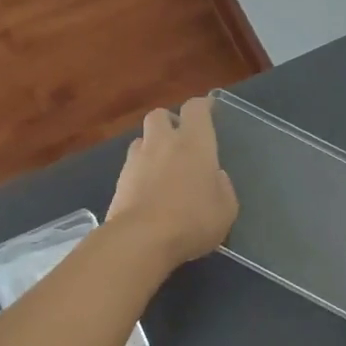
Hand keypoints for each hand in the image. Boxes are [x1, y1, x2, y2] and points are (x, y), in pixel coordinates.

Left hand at [106, 97, 238, 268]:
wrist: (142, 239)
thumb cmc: (193, 220)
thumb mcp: (226, 209)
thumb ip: (222, 187)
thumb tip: (215, 177)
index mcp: (194, 143)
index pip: (196, 109)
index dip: (202, 106)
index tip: (209, 109)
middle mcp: (163, 142)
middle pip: (160, 115)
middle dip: (169, 122)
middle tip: (180, 139)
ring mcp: (137, 160)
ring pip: (141, 139)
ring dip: (151, 146)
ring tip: (161, 166)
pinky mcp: (119, 180)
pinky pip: (131, 165)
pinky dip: (139, 171)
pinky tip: (147, 189)